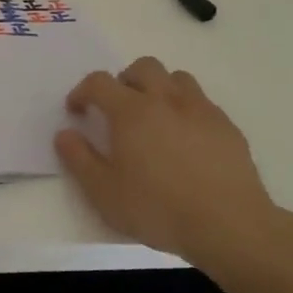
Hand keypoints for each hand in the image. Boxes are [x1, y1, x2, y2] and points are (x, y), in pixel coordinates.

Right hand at [55, 57, 291, 263]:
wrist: (228, 225)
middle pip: (142, 67)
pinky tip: (185, 138)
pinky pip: (201, 101)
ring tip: (153, 117)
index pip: (99, 82)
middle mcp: (166, 99)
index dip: (82, 91)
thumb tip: (64, 134)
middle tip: (118, 109)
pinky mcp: (226, 125)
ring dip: (158, 88)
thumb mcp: (104, 193)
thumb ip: (79, 159)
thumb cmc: (158, 209)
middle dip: (124, 80)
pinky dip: (185, 108)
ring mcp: (200, 109)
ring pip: (176, 78)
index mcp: (131, 112)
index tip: (77, 111)